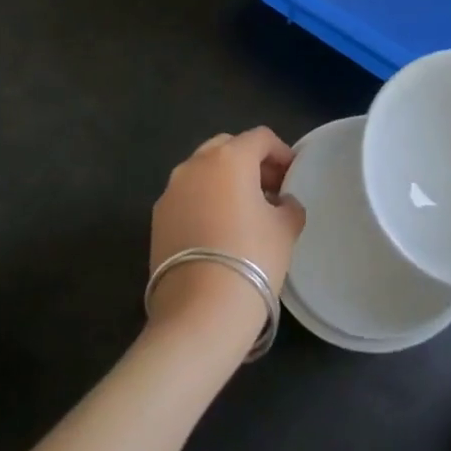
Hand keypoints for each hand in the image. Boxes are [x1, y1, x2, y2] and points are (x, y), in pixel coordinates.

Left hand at [147, 128, 305, 348]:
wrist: (200, 312)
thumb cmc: (252, 259)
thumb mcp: (285, 228)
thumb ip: (289, 205)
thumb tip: (282, 202)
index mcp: (229, 157)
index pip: (260, 138)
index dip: (281, 152)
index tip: (293, 175)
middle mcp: (195, 164)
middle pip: (227, 147)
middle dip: (250, 162)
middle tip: (270, 189)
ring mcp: (171, 191)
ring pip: (203, 171)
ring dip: (225, 181)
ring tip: (244, 211)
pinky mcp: (157, 219)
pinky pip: (187, 197)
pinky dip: (204, 201)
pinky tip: (219, 231)